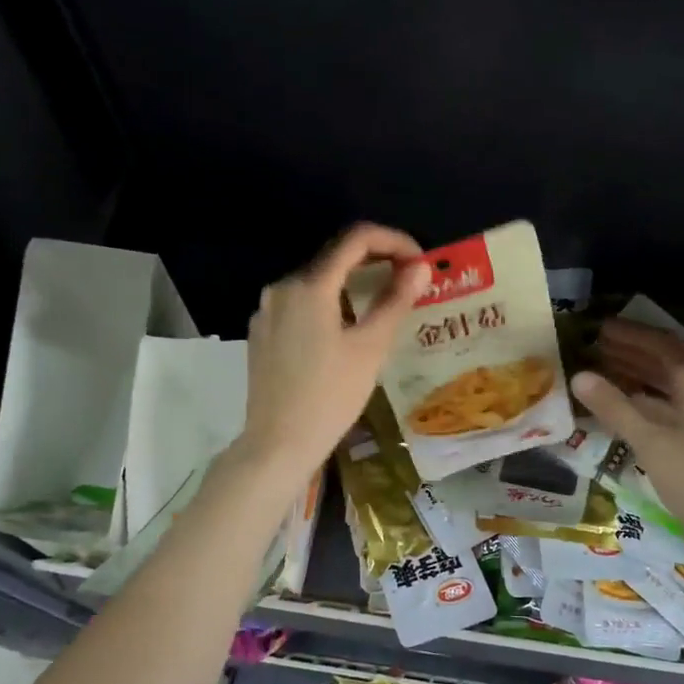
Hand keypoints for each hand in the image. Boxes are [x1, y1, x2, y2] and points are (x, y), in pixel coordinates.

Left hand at [236, 223, 429, 484]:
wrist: (278, 444)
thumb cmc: (330, 397)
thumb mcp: (370, 348)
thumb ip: (395, 300)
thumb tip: (421, 268)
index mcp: (309, 286)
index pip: (356, 239)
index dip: (394, 241)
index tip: (419, 262)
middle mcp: (282, 288)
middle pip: (335, 258)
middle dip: (376, 262)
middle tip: (409, 282)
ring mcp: (267, 311)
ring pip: (318, 283)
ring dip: (353, 284)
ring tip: (384, 306)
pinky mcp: (263, 333)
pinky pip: (301, 305)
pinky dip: (330, 305)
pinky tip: (347, 330)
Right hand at [571, 319, 683, 534]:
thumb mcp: (648, 439)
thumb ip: (613, 405)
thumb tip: (579, 376)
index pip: (664, 345)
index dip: (632, 335)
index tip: (601, 329)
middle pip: (669, 362)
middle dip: (634, 352)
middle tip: (599, 347)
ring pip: (671, 385)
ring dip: (640, 374)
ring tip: (607, 370)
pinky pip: (673, 405)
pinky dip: (648, 398)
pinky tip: (628, 406)